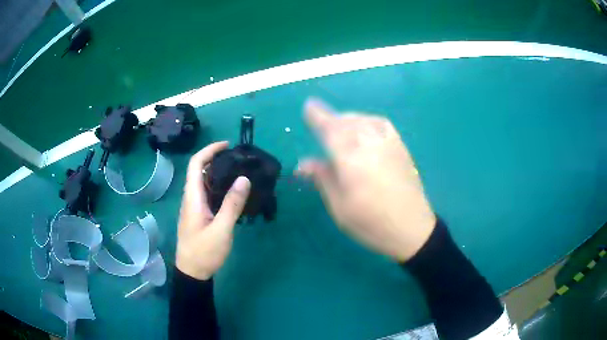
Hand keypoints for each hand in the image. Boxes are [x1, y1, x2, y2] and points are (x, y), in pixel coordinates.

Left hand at [176, 142, 250, 279]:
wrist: (192, 272)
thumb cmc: (204, 252)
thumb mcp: (221, 229)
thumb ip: (232, 204)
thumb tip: (244, 178)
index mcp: (193, 197)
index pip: (196, 164)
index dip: (209, 150)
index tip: (227, 145)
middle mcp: (191, 198)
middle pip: (199, 170)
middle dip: (216, 158)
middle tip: (238, 159)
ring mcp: (194, 207)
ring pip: (204, 182)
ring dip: (218, 172)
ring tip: (239, 171)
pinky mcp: (199, 215)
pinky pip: (208, 194)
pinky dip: (219, 186)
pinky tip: (233, 193)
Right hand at [297, 98, 435, 261]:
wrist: (412, 228)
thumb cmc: (371, 223)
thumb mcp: (340, 207)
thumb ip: (323, 179)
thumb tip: (303, 163)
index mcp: (350, 159)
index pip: (330, 129)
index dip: (317, 116)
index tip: (308, 106)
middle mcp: (369, 144)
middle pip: (346, 121)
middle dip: (331, 119)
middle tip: (320, 124)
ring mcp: (388, 143)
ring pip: (363, 120)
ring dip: (347, 119)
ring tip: (340, 127)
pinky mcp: (400, 147)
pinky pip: (381, 123)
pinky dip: (367, 120)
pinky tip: (365, 129)